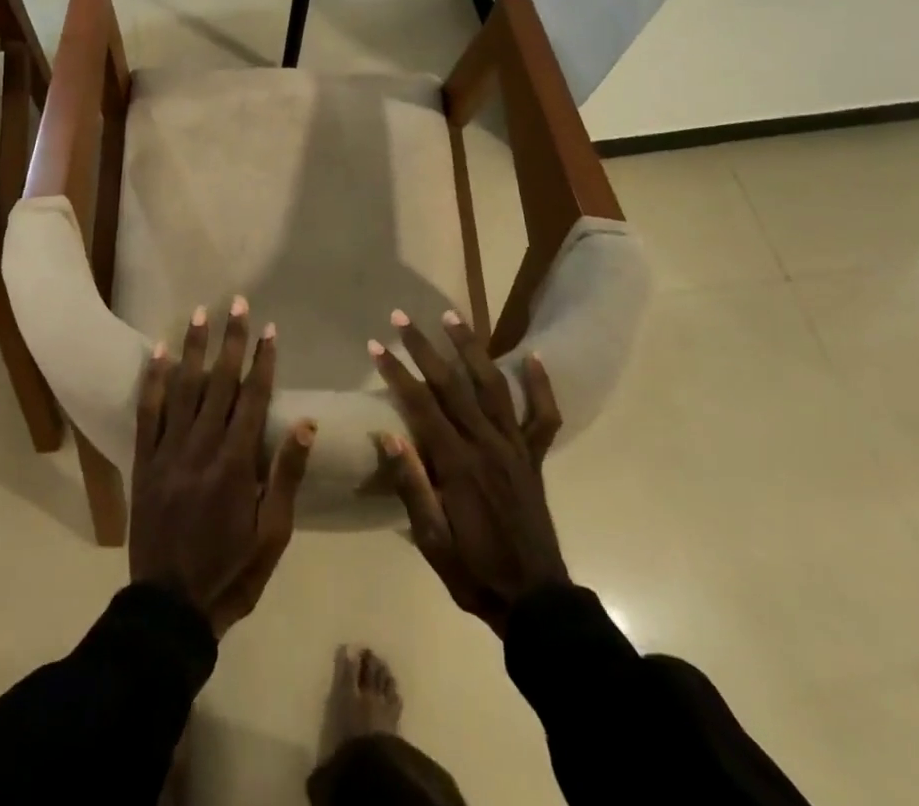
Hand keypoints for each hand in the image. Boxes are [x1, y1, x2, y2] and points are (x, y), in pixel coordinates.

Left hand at [131, 298, 316, 636]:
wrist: (169, 608)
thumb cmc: (231, 572)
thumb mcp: (272, 534)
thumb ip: (286, 475)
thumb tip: (305, 423)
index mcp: (236, 464)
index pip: (252, 399)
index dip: (262, 361)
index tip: (270, 329)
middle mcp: (201, 447)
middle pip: (218, 382)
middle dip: (230, 340)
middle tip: (237, 302)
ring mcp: (168, 451)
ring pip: (183, 388)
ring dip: (194, 348)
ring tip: (201, 313)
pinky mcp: (144, 461)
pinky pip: (148, 412)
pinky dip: (154, 380)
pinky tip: (159, 352)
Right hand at [371, 310, 568, 634]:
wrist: (536, 602)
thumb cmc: (474, 571)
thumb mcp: (432, 540)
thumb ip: (412, 486)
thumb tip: (387, 436)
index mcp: (457, 464)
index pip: (420, 404)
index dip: (396, 372)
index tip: (376, 345)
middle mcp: (487, 444)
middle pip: (452, 384)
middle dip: (423, 347)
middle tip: (402, 317)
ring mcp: (515, 447)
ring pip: (492, 385)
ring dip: (470, 348)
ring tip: (452, 315)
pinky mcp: (535, 457)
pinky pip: (542, 416)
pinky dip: (539, 385)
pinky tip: (532, 356)